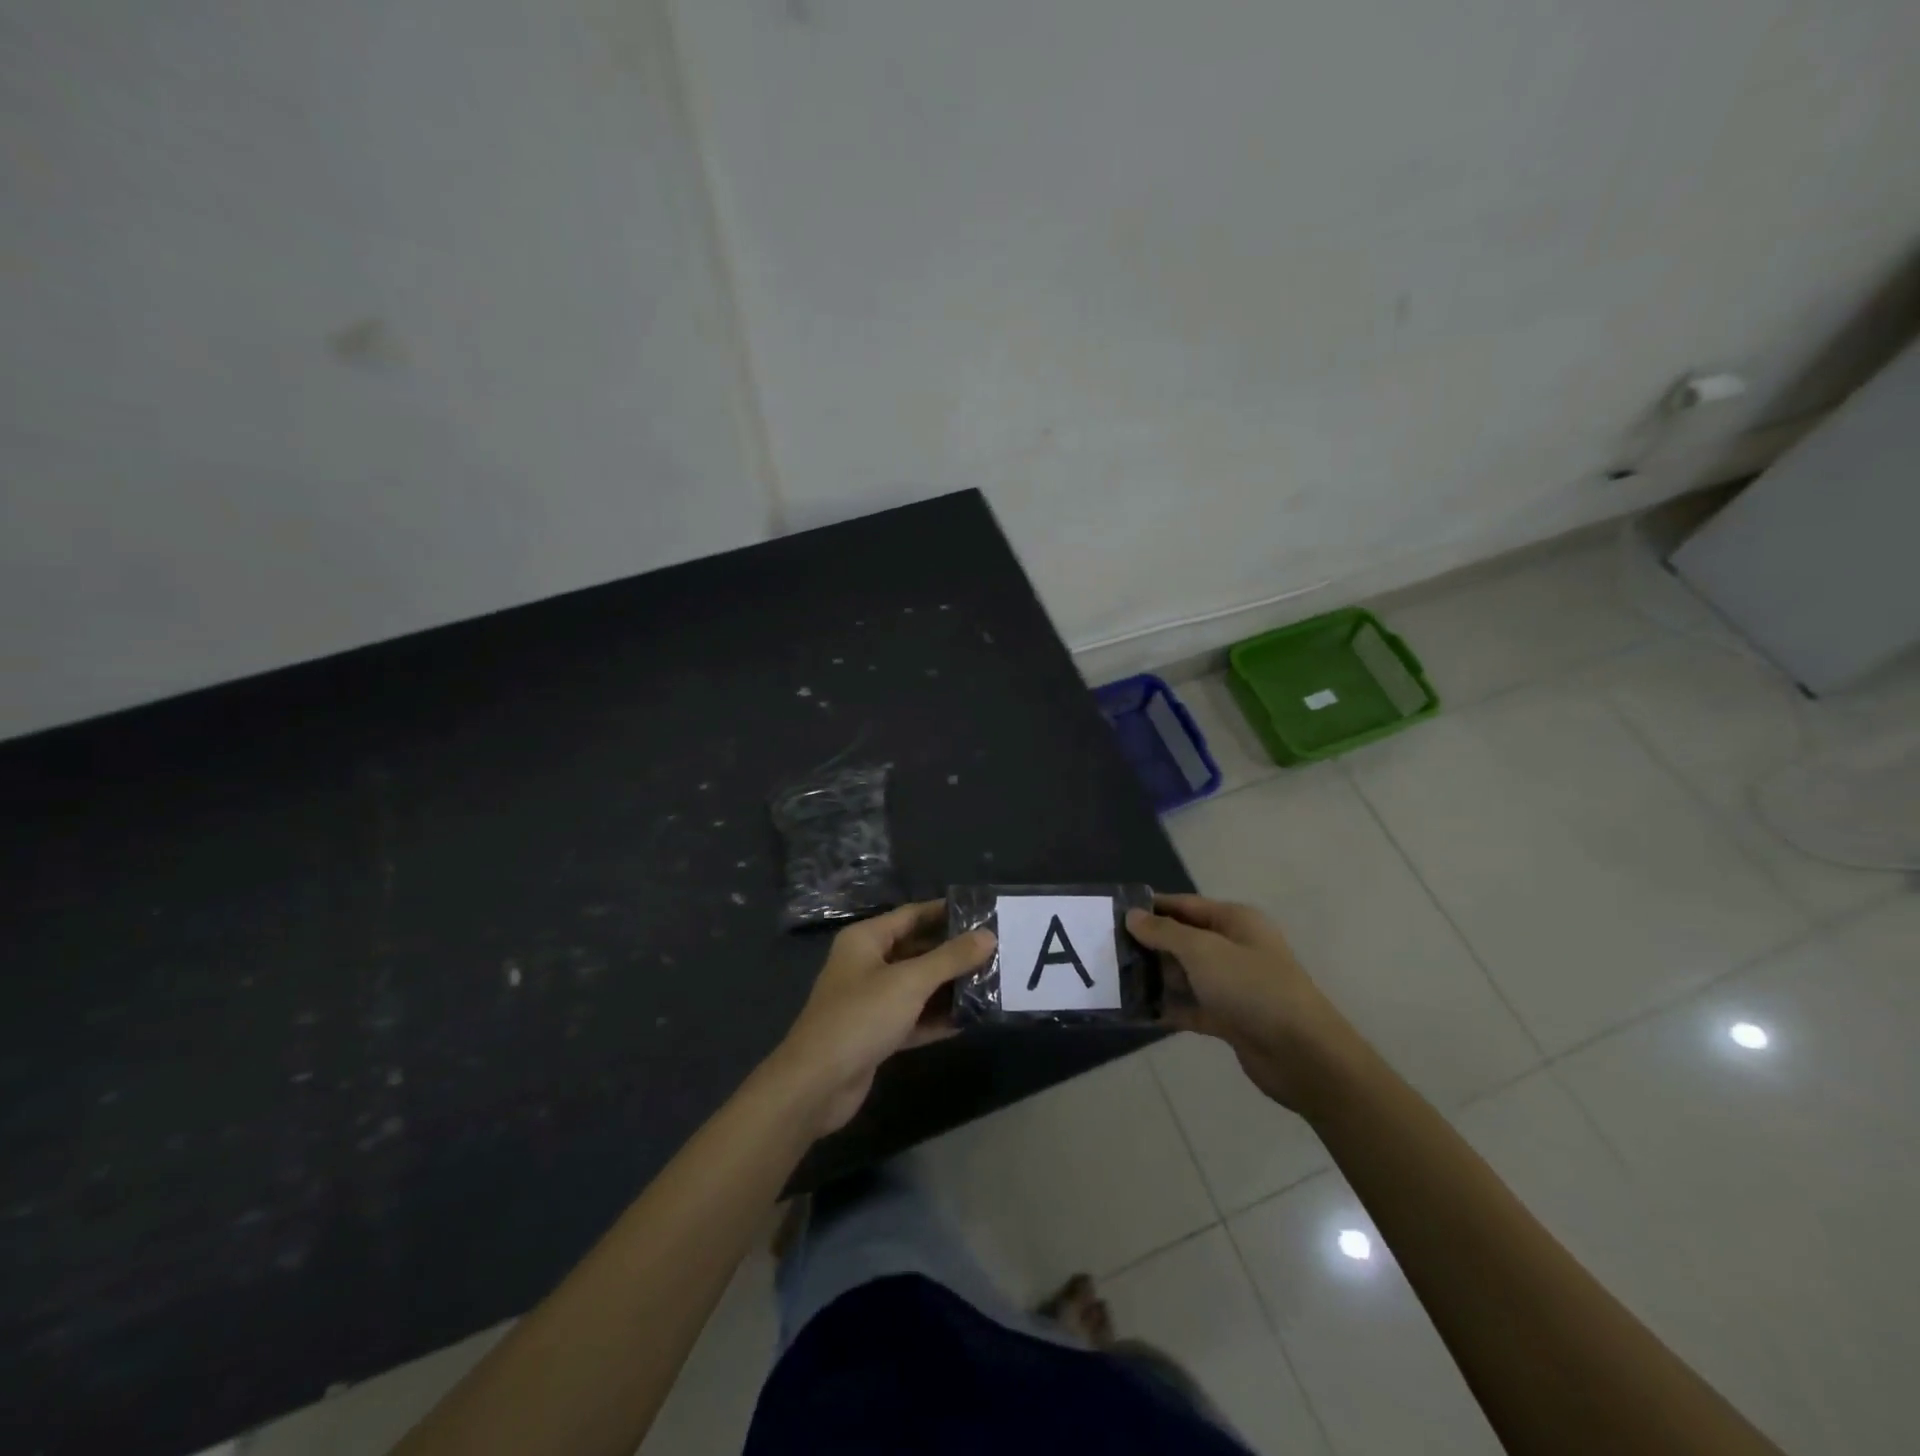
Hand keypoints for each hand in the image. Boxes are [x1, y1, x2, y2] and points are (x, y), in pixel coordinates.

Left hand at [769, 900, 994, 1136]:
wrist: (816, 1084)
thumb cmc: (861, 1017)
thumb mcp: (910, 982)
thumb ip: (950, 958)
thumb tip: (988, 936)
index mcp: (866, 939)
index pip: (913, 915)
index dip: (947, 913)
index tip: (984, 913)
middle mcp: (867, 964)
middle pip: (917, 950)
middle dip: (953, 952)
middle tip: (996, 951)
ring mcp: (871, 1001)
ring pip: (917, 986)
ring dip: (949, 987)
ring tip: (992, 983)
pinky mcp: (877, 1034)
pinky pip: (914, 1017)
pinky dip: (937, 1018)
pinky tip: (970, 1019)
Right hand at [1127, 894, 1356, 1112]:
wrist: (1302, 1055)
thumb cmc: (1252, 988)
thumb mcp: (1203, 951)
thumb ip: (1165, 932)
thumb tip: (1133, 915)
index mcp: (1235, 922)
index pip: (1185, 905)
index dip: (1152, 907)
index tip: (1114, 913)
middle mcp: (1234, 948)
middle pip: (1184, 939)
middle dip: (1149, 944)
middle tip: (1106, 949)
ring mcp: (1233, 985)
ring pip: (1185, 974)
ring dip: (1155, 977)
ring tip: (1114, 979)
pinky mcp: (1230, 1019)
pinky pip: (1191, 1007)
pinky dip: (1169, 1008)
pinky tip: (1138, 1011)